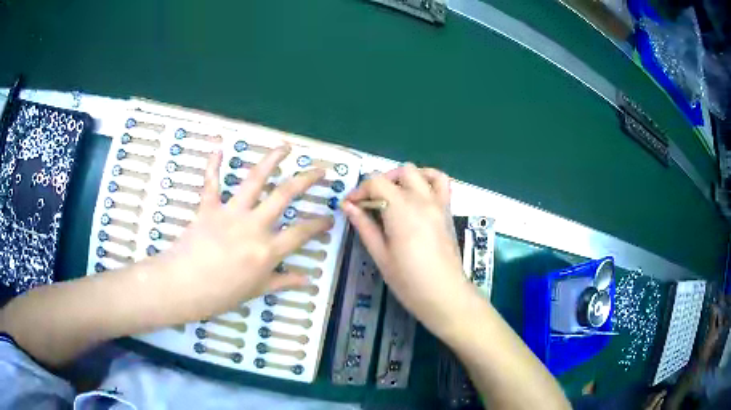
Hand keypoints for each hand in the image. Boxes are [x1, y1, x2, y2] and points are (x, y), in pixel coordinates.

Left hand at [154, 146, 332, 321]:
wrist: (183, 287)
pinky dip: (213, 165)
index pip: (301, 233)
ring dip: (271, 159)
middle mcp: (254, 226)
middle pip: (284, 195)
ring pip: (255, 179)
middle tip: (320, 170)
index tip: (329, 218)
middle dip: (306, 179)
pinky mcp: (209, 207)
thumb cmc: (221, 294)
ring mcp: (231, 213)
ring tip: (285, 147)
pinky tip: (218, 147)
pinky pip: (211, 183)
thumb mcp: (256, 291)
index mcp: (267, 250)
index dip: (319, 224)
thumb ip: (282, 281)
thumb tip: (306, 279)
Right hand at [342, 164, 472, 337]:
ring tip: (392, 195)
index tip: (349, 206)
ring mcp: (438, 203)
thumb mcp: (381, 255)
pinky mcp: (447, 210)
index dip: (359, 191)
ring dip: (402, 178)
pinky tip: (417, 191)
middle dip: (379, 183)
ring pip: (419, 172)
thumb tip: (347, 206)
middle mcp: (421, 199)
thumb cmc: (409, 281)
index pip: (376, 182)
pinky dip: (428, 178)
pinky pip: (441, 182)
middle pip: (397, 173)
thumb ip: (364, 226)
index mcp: (401, 210)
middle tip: (368, 204)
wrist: (444, 294)